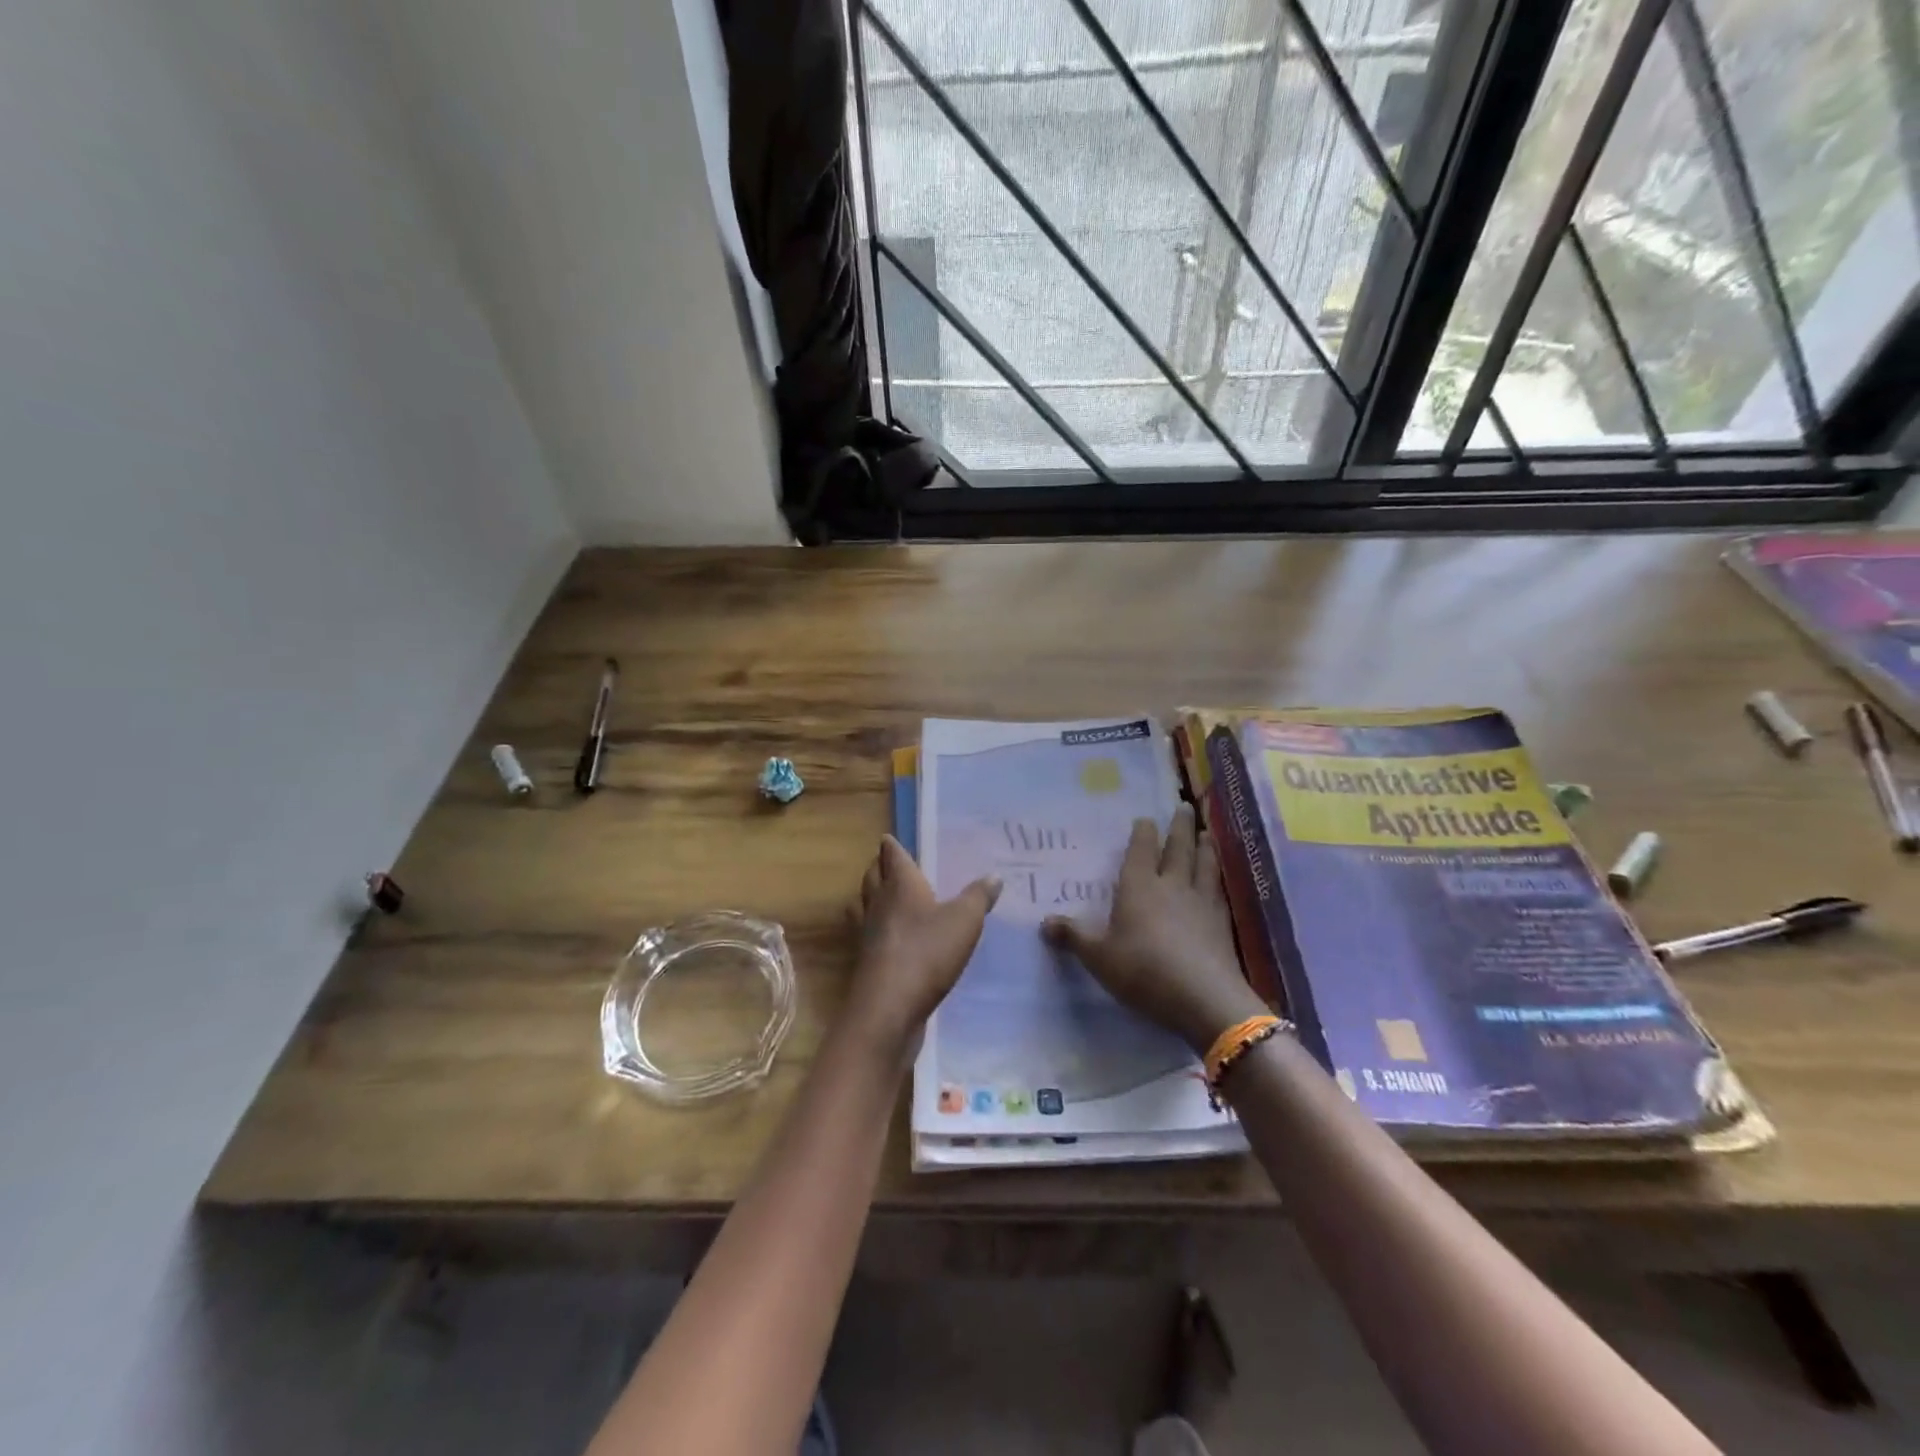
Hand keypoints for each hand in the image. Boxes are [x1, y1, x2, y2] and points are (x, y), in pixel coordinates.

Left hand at [845, 835, 1000, 1055]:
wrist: (889, 1008)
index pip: (891, 856)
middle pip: (872, 877)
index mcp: (900, 885)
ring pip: (863, 905)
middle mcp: (878, 904)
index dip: (891, 847)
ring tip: (883, 898)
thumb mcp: (965, 921)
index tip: (889, 840)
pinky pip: (867, 936)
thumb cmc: (927, 952)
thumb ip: (979, 896)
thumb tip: (993, 875)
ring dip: (870, 898)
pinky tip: (889, 939)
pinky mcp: (866, 963)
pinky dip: (874, 930)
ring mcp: (867, 935)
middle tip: (889, 865)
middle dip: (879, 868)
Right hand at [1042, 807, 1265, 1052]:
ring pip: (1204, 865)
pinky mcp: (1221, 924)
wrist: (1203, 998)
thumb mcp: (1099, 957)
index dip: (1143, 833)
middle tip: (1183, 806)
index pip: (1141, 850)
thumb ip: (1074, 937)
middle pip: (1177, 849)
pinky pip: (1218, 891)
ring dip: (1204, 847)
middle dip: (1179, 827)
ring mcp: (1201, 903)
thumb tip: (1044, 922)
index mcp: (1139, 887)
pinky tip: (1218, 880)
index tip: (1146, 818)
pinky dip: (1217, 879)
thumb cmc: (1143, 971)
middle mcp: (1171, 886)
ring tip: (1205, 832)